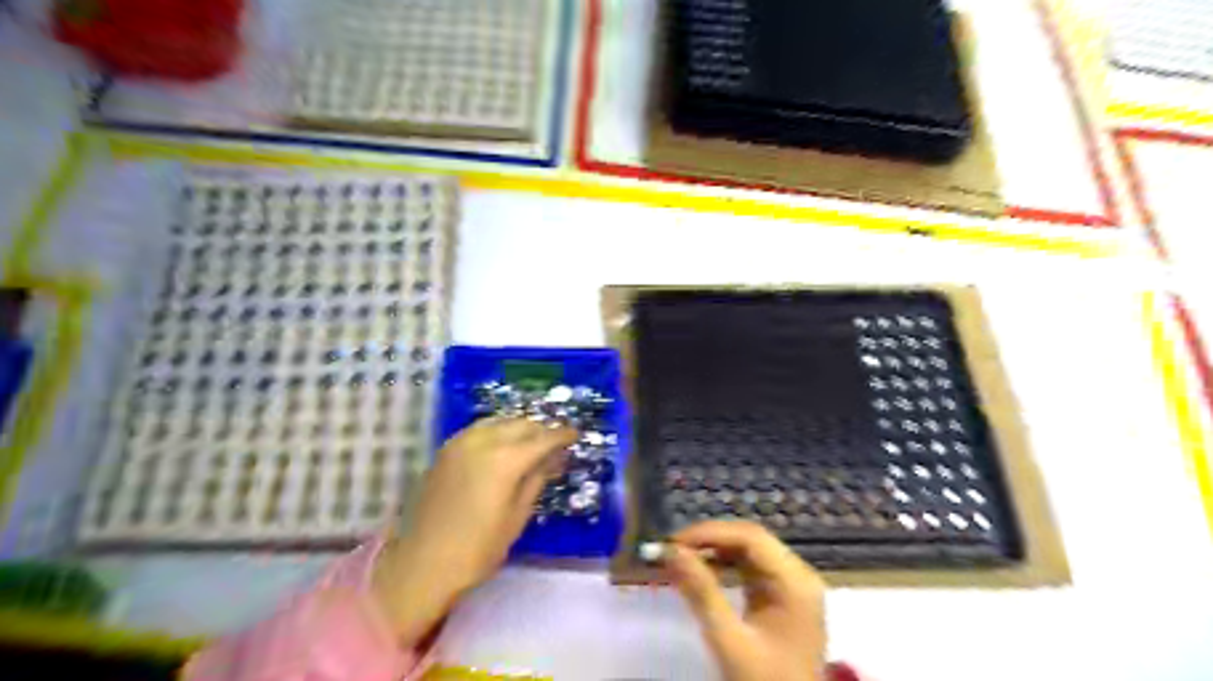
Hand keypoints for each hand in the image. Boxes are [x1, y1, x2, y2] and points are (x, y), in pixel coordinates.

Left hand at [370, 418, 576, 645]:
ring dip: (519, 427)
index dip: (562, 435)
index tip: (575, 435)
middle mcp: (483, 441)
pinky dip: (498, 430)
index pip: (543, 438)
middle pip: (521, 424)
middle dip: (541, 430)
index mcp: (505, 459)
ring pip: (499, 421)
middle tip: (555, 443)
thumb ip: (536, 479)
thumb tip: (555, 458)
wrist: (423, 563)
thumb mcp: (517, 516)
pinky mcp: (446, 449)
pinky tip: (503, 444)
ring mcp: (460, 442)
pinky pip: (480, 428)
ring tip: (531, 442)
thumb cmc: (478, 548)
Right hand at [669, 522, 828, 680]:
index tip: (673, 542)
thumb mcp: (729, 640)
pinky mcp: (781, 598)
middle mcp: (799, 575)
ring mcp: (792, 586)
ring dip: (713, 551)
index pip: (751, 537)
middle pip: (751, 540)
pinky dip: (723, 567)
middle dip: (709, 540)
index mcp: (796, 582)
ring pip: (748, 552)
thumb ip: (701, 592)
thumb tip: (670, 552)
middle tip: (672, 549)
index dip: (710, 533)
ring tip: (680, 558)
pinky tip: (700, 571)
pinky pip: (750, 569)